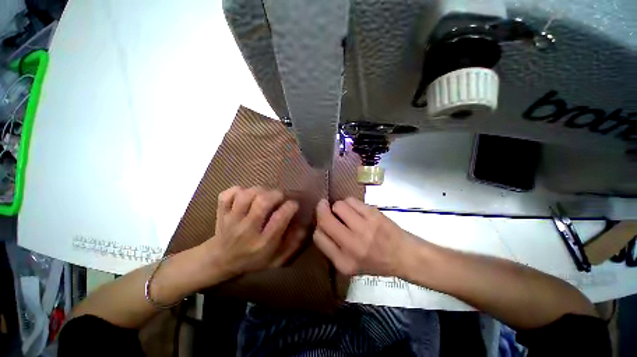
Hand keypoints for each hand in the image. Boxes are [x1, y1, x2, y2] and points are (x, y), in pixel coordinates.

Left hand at [203, 186, 303, 279]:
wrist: (220, 261)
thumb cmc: (252, 260)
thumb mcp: (276, 259)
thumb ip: (293, 244)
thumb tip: (304, 226)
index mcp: (263, 243)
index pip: (280, 218)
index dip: (291, 206)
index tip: (294, 204)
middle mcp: (247, 230)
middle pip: (262, 202)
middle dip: (276, 194)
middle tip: (280, 196)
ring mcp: (232, 220)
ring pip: (246, 195)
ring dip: (259, 190)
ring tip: (265, 194)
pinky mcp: (221, 212)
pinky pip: (228, 194)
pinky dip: (238, 190)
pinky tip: (245, 195)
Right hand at [313, 197, 414, 276]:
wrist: (403, 255)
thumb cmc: (375, 261)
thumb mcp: (349, 265)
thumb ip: (332, 247)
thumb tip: (320, 223)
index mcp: (343, 262)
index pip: (318, 237)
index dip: (318, 227)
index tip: (323, 223)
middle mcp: (352, 246)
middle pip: (325, 220)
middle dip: (321, 209)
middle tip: (323, 205)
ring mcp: (364, 228)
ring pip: (338, 206)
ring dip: (338, 206)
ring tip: (346, 212)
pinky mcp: (373, 215)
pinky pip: (351, 200)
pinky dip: (349, 202)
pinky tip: (355, 209)